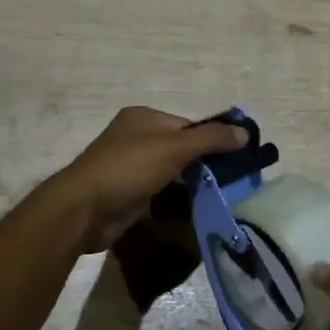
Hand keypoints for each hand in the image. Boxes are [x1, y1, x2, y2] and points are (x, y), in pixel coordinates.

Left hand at [48, 106, 246, 253]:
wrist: (84, 210)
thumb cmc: (128, 168)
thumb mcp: (174, 147)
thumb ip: (211, 139)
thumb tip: (245, 132)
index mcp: (144, 118)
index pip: (189, 126)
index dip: (214, 140)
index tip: (238, 159)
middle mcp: (137, 139)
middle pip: (182, 149)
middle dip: (206, 165)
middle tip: (234, 182)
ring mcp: (132, 169)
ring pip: (173, 174)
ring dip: (194, 185)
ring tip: (222, 198)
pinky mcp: (130, 196)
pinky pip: (163, 195)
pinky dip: (179, 201)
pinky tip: (199, 211)